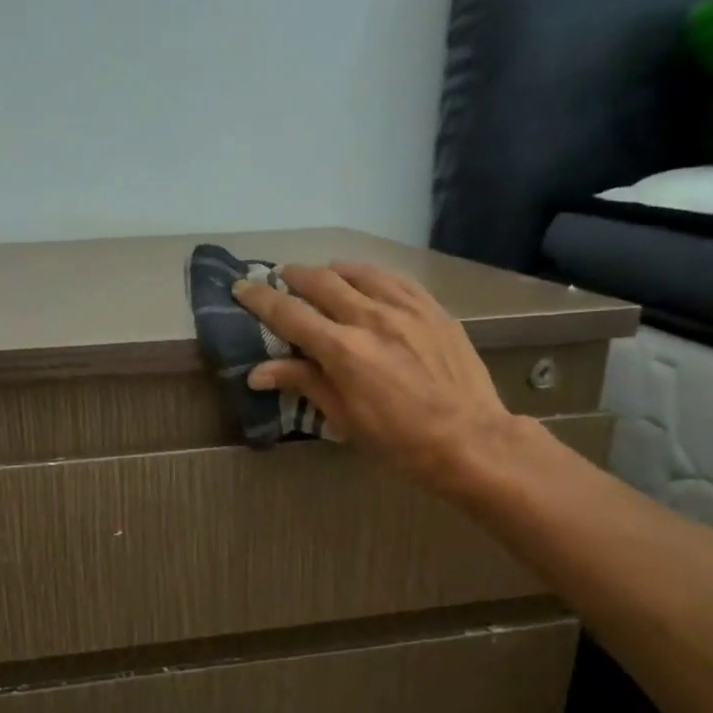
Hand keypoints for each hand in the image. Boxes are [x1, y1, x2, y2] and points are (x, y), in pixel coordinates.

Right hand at [233, 261, 516, 490]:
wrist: (470, 440)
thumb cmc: (399, 442)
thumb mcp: (345, 419)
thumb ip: (304, 383)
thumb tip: (257, 372)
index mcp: (343, 351)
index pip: (290, 314)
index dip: (261, 298)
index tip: (241, 287)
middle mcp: (370, 318)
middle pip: (321, 282)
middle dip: (293, 276)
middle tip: (278, 277)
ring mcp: (405, 309)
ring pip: (358, 272)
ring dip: (331, 270)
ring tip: (320, 274)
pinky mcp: (432, 309)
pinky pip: (395, 278)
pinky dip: (370, 273)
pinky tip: (365, 278)